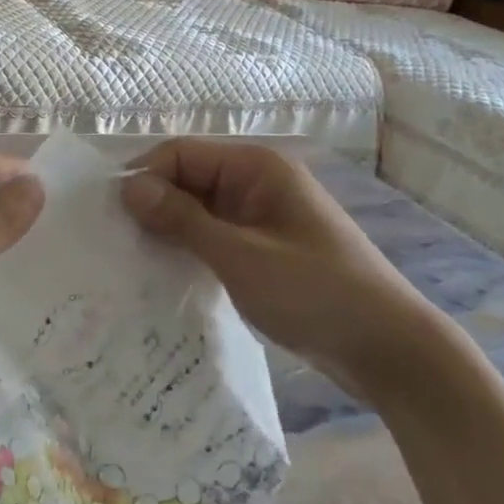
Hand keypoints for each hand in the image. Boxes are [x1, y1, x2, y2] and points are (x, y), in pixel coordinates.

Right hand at [121, 139, 457, 395]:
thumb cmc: (315, 292)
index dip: (144, 176)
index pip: (181, 153)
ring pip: (198, 210)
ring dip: (169, 229)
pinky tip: (166, 273)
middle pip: (187, 179)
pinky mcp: (263, 248)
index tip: (112, 214)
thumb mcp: (240, 255)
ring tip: (132, 259)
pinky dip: (190, 249)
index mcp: (256, 167)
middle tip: (115, 240)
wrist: (391, 350)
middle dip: (153, 204)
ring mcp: (261, 216)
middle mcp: (257, 182)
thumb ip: (182, 219)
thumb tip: (128, 187)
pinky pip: (214, 236)